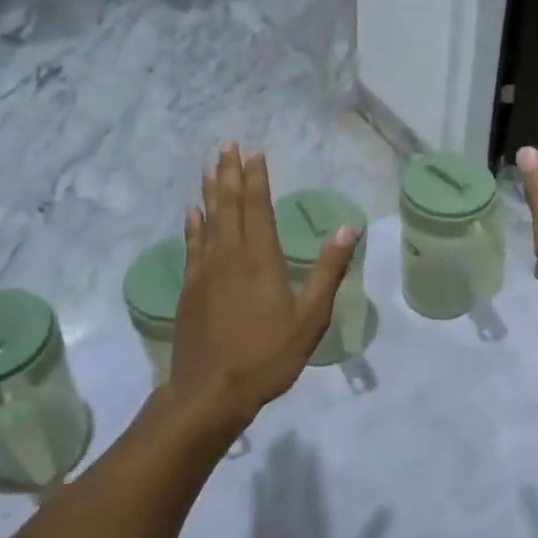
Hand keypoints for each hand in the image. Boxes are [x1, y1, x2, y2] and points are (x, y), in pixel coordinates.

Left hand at [167, 144, 357, 433]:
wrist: (211, 391)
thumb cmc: (268, 356)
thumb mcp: (310, 318)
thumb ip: (328, 272)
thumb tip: (348, 228)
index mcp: (262, 259)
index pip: (258, 206)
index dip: (257, 178)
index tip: (255, 152)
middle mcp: (230, 255)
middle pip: (229, 205)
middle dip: (230, 173)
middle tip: (229, 146)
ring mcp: (205, 270)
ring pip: (208, 219)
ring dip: (211, 191)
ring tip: (212, 167)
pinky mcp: (189, 288)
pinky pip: (192, 244)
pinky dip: (193, 224)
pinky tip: (192, 212)